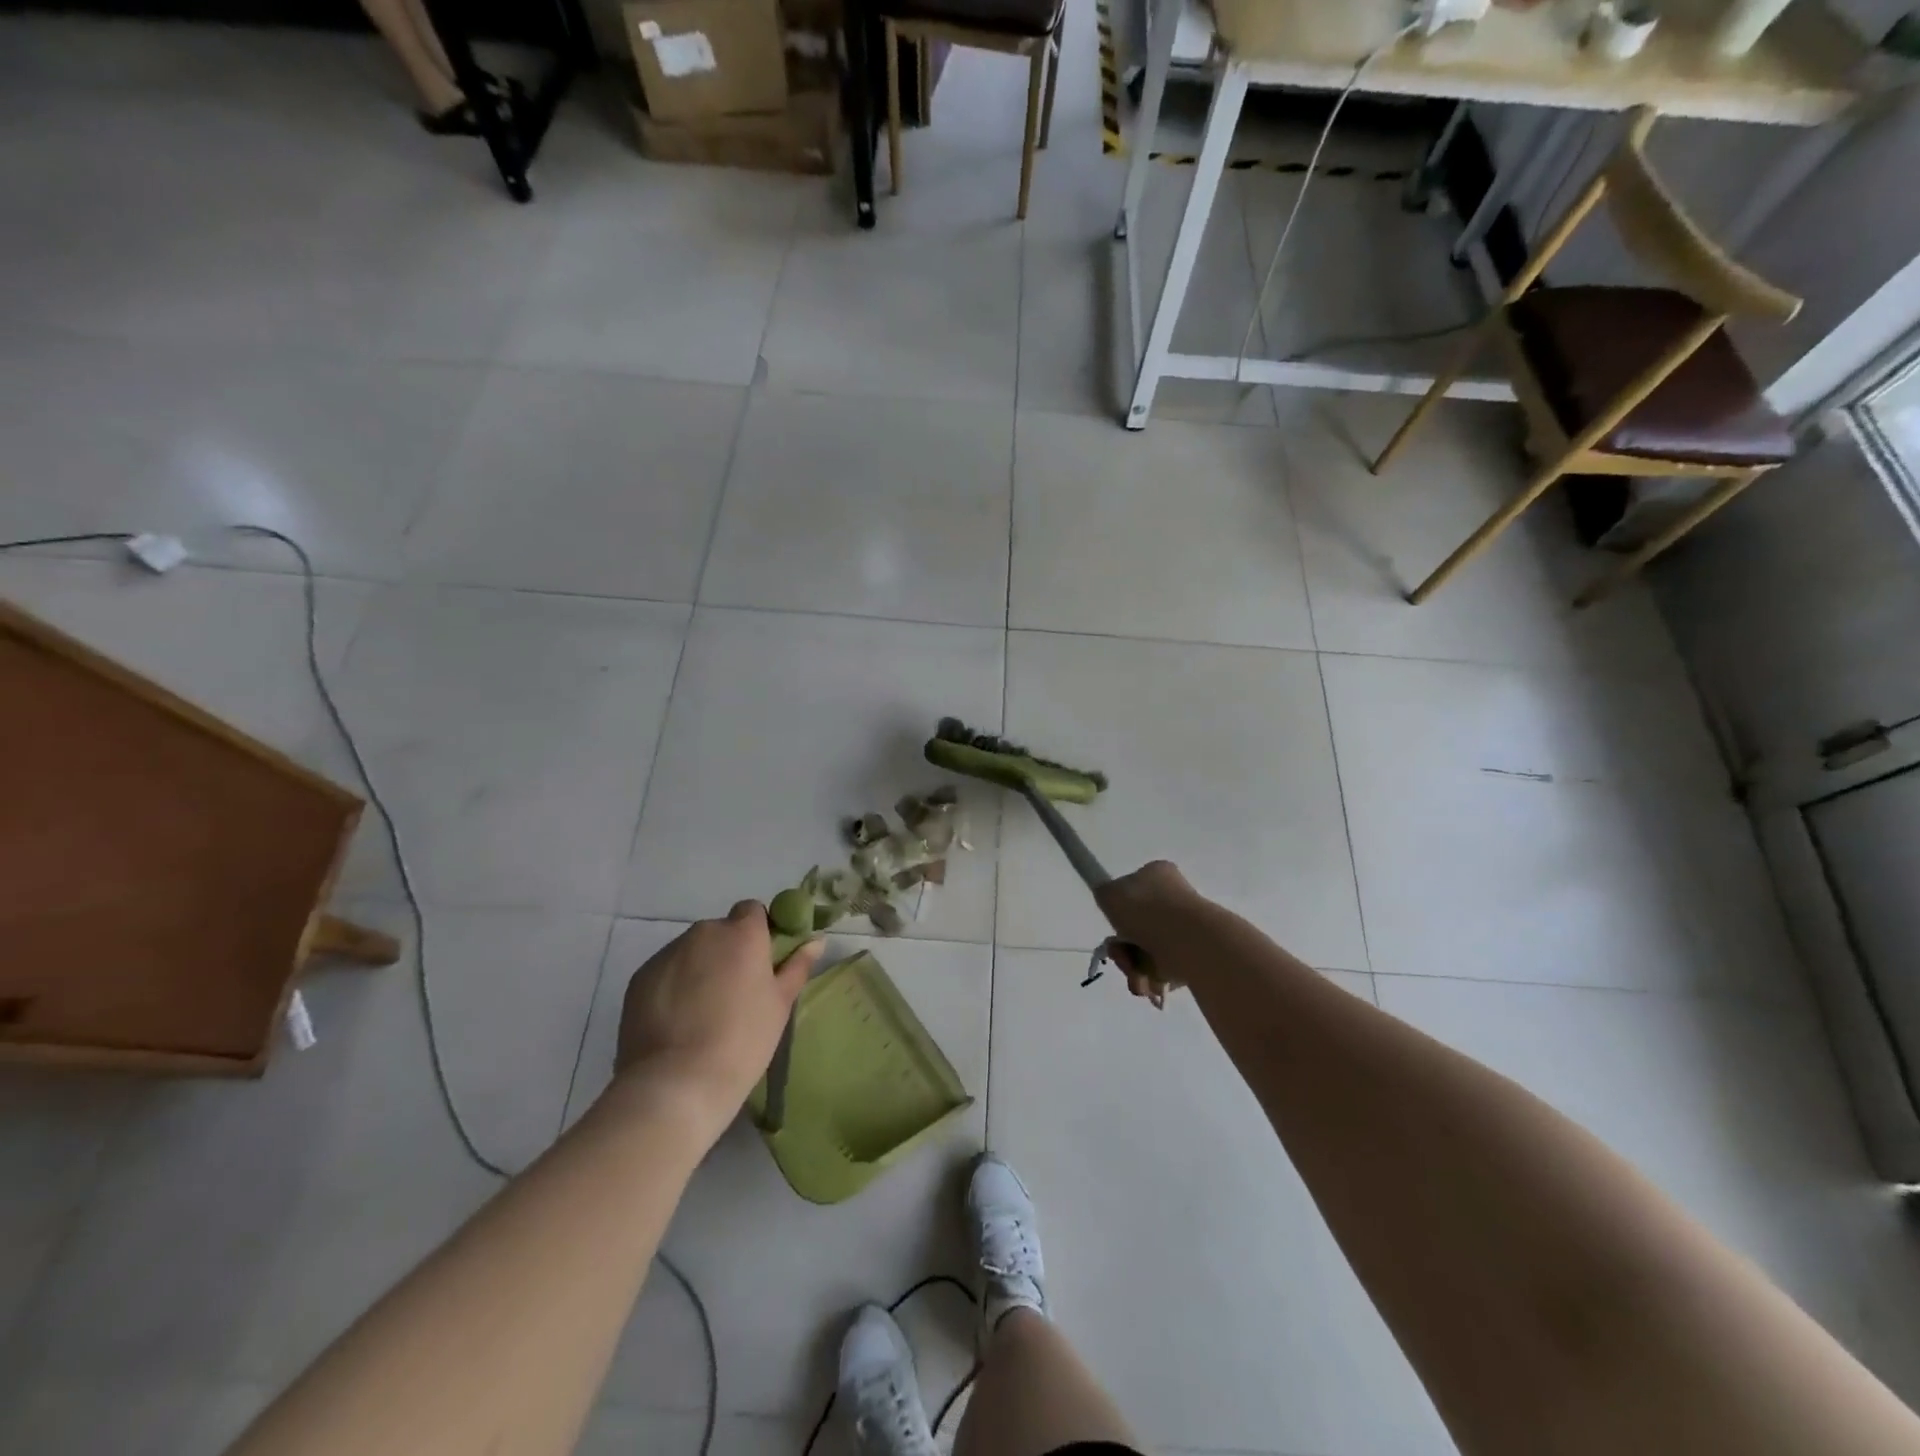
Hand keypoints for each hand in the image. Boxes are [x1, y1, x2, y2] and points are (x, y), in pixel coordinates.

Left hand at [613, 902, 823, 1141]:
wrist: (676, 1084)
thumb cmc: (742, 1040)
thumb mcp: (780, 1004)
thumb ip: (797, 966)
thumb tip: (815, 940)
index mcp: (742, 933)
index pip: (752, 911)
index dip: (758, 932)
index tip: (761, 963)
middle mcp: (703, 932)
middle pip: (720, 931)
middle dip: (727, 952)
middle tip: (735, 993)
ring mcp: (667, 954)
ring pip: (691, 952)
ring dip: (699, 968)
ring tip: (702, 1013)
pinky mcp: (639, 978)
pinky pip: (665, 972)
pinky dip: (673, 986)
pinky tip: (677, 1022)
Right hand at [1095, 861, 1203, 1003]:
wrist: (1190, 941)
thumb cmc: (1147, 912)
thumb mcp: (1109, 894)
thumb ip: (1104, 894)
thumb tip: (1111, 900)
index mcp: (1158, 875)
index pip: (1132, 891)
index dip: (1117, 913)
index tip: (1113, 930)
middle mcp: (1175, 897)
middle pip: (1137, 926)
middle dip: (1124, 949)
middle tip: (1120, 958)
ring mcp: (1187, 926)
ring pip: (1149, 950)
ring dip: (1135, 967)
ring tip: (1137, 979)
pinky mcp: (1196, 953)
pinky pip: (1167, 967)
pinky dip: (1154, 978)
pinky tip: (1151, 984)